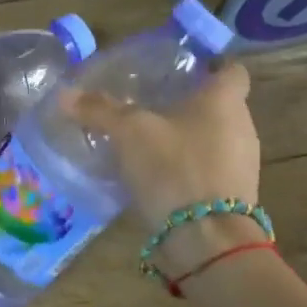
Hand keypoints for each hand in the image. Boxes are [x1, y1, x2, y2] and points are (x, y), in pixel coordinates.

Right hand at [65, 62, 263, 277]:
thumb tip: (64, 94)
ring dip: (189, 137)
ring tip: (150, 139)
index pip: (231, 69)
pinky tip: (159, 175)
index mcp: (225, 100)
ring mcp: (243, 164)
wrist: (208, 241)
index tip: (183, 69)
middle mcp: (243, 127)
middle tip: (153, 102)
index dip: (210, 65)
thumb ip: (99, 110)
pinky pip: (212, 168)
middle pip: (220, 104)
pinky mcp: (235, 196)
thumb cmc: (175, 168)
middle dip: (190, 103)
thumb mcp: (129, 133)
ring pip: (216, 137)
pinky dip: (190, 166)